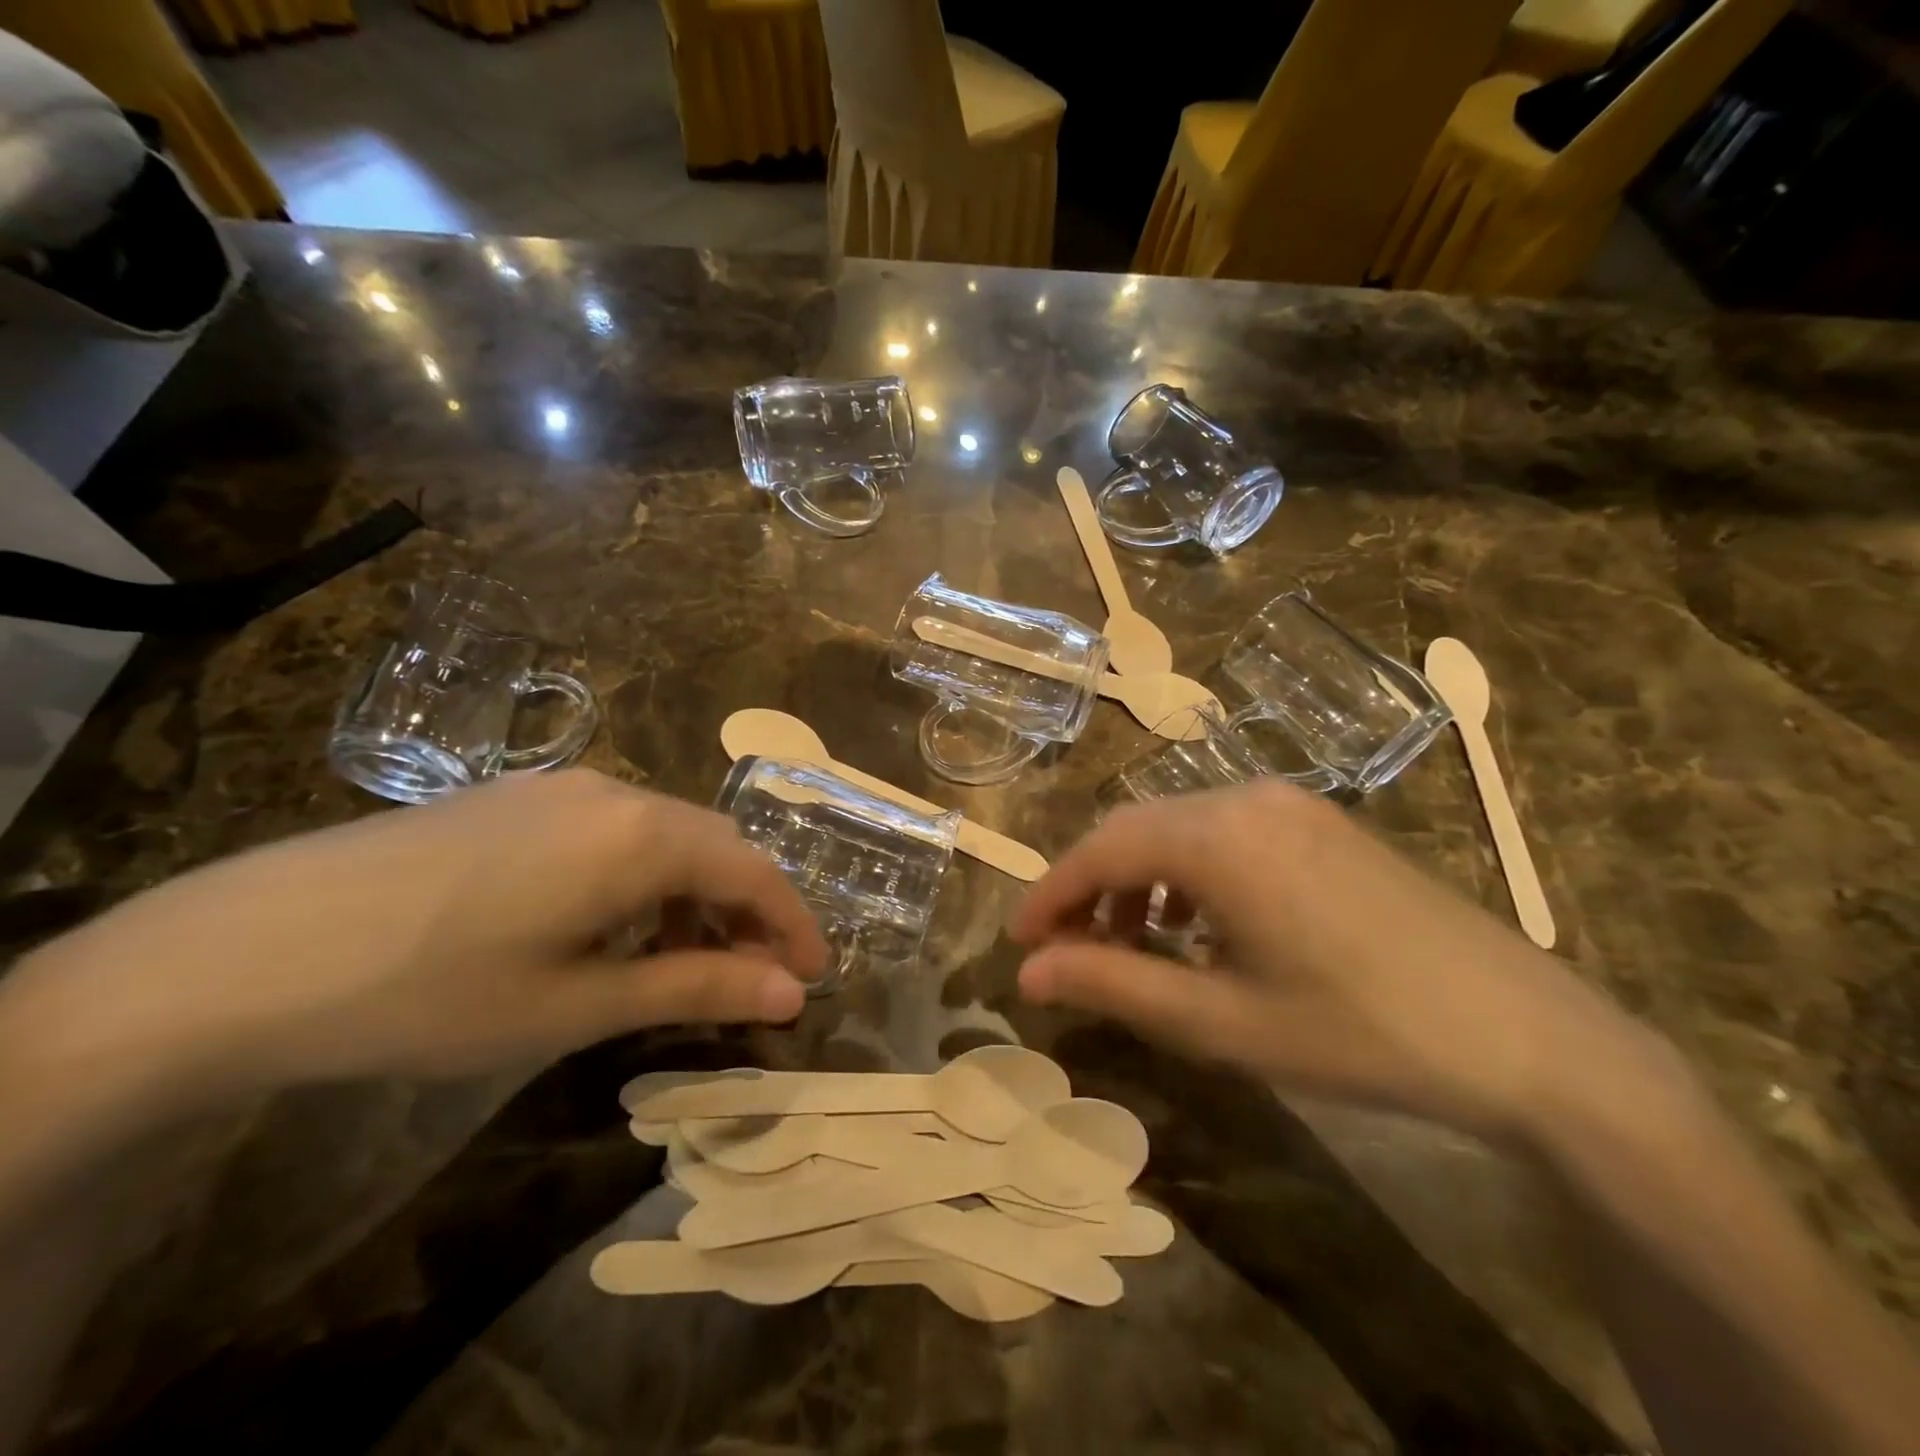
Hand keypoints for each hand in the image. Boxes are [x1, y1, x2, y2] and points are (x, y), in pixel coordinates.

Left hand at [1, 770, 829, 1114]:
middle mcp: (616, 792)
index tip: (814, 977)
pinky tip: (612, 923)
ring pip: (666, 833)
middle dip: (749, 910)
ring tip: (685, 958)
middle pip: (715, 845)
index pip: (753, 872)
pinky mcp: (517, 797)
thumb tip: (790, 994)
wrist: (244, 952)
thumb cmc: (433, 991)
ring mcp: (561, 787)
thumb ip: (697, 986)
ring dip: (695, 892)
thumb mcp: (578, 1003)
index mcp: (642, 835)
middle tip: (757, 976)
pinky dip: (644, 874)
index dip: (793, 924)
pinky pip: (615, 828)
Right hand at [1013, 781, 1670, 1143]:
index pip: (1098, 851)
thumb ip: (1114, 984)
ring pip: (1176, 827)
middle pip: (1132, 829)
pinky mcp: (1319, 822)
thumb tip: (1029, 974)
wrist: (1527, 1037)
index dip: (1047, 895)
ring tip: (1128, 945)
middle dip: (1086, 887)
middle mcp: (1244, 798)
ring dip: (1136, 879)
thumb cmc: (1359, 1033)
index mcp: (1216, 837)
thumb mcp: (1221, 1020)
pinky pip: (1222, 831)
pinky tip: (1195, 924)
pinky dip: (1185, 871)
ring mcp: (1289, 804)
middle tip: (1063, 950)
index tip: (1017, 943)